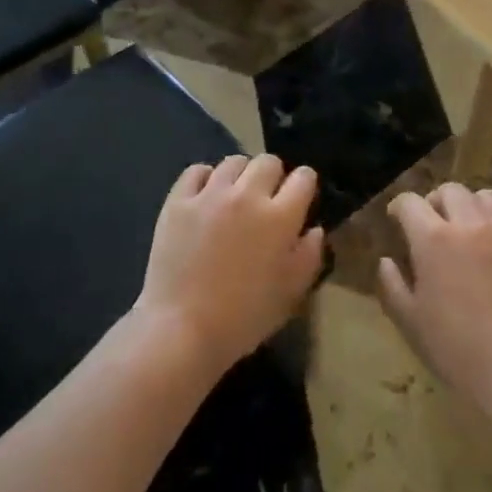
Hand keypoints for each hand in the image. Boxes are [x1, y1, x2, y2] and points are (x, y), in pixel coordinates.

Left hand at [137, 154, 324, 376]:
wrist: (181, 329)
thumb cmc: (244, 317)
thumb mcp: (291, 293)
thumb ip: (309, 255)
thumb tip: (314, 229)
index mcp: (280, 217)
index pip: (303, 177)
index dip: (304, 186)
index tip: (299, 200)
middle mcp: (247, 196)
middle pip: (268, 162)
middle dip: (274, 176)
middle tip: (267, 200)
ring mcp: (209, 195)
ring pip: (233, 162)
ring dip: (240, 176)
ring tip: (235, 198)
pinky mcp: (178, 201)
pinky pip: (196, 171)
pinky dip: (205, 178)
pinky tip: (206, 197)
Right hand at [377, 183, 491, 417]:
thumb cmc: (455, 348)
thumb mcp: (409, 320)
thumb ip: (392, 285)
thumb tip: (386, 260)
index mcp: (433, 238)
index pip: (410, 202)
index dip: (399, 207)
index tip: (396, 219)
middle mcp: (470, 225)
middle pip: (451, 191)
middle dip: (436, 201)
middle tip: (432, 224)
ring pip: (487, 197)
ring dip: (471, 207)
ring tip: (468, 229)